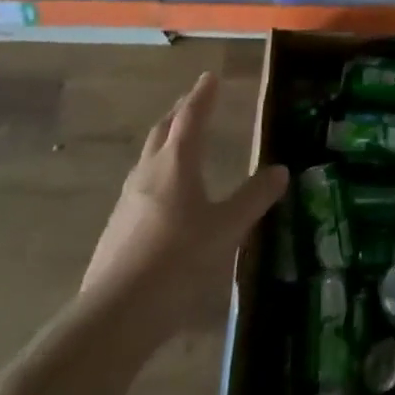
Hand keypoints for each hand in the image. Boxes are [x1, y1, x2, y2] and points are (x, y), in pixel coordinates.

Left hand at [82, 72, 287, 302]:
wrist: (114, 317)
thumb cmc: (178, 261)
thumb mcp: (227, 229)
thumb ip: (254, 198)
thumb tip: (281, 170)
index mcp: (177, 163)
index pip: (191, 117)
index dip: (203, 95)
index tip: (210, 77)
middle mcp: (149, 173)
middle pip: (164, 131)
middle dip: (180, 112)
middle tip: (194, 101)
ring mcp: (127, 202)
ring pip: (148, 158)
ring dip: (166, 142)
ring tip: (179, 143)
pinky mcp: (116, 230)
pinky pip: (141, 187)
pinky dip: (157, 175)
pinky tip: (164, 197)